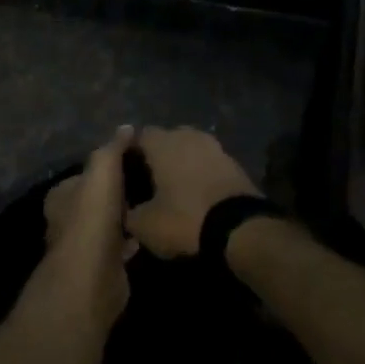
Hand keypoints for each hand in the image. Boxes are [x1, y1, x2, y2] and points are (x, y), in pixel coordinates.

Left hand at [40, 127, 137, 327]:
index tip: (133, 159)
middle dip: (118, 191)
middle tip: (148, 180)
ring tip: (153, 203)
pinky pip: (120, 246)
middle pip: (96, 199)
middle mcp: (67, 220)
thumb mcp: (103, 171)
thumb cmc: (92, 218)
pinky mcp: (102, 266)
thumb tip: (126, 128)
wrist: (92, 277)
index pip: (84, 174)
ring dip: (126, 216)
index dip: (107, 166)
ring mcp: (84, 246)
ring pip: (108, 223)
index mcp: (61, 196)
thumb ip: (113, 149)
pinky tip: (150, 231)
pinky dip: (132, 239)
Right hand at [123, 127, 257, 258]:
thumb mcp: (145, 225)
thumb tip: (127, 211)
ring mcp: (215, 147)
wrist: (240, 227)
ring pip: (190, 150)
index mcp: (163, 143)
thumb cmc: (185, 218)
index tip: (124, 173)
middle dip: (157, 157)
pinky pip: (208, 163)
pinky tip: (196, 194)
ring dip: (181, 164)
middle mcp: (189, 136)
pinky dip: (200, 174)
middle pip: (166, 140)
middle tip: (148, 182)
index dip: (129, 153)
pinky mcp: (234, 163)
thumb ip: (129, 213)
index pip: (139, 136)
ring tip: (173, 189)